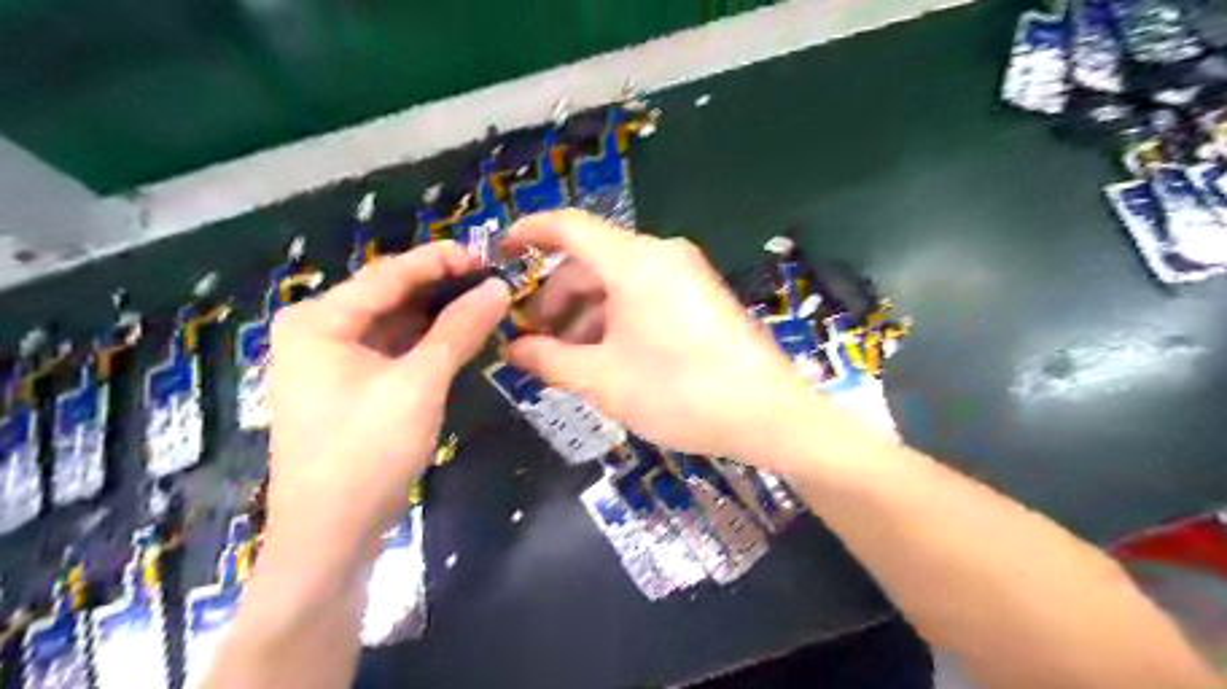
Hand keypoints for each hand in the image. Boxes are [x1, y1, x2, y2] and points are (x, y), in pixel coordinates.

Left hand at [267, 243, 510, 549]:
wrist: (331, 535)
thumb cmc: (367, 452)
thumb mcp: (419, 384)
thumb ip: (459, 330)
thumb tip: (498, 289)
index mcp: (320, 321)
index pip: (389, 274)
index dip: (441, 260)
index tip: (488, 256)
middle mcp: (317, 331)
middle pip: (389, 296)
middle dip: (441, 288)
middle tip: (493, 283)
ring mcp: (330, 361)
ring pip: (393, 323)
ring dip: (437, 315)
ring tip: (484, 305)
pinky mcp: (347, 386)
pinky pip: (391, 349)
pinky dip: (425, 343)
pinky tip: (459, 338)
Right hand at [500, 210, 812, 461]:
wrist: (767, 414)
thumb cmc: (679, 391)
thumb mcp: (602, 379)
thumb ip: (549, 359)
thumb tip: (513, 350)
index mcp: (633, 261)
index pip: (569, 227)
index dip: (529, 232)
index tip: (502, 252)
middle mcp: (661, 255)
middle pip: (591, 262)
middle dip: (556, 298)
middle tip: (535, 339)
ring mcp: (686, 274)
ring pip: (618, 281)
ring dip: (586, 314)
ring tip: (569, 358)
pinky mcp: (701, 296)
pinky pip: (645, 294)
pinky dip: (617, 317)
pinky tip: (607, 355)